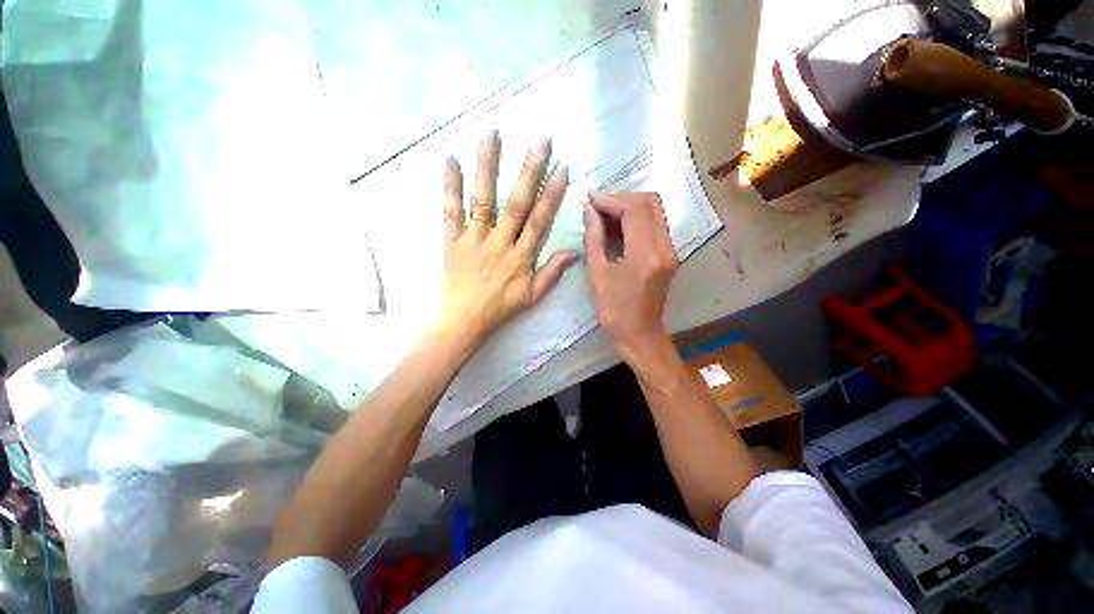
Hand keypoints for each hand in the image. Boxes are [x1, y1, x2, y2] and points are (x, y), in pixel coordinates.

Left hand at [435, 130, 576, 347]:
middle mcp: (499, 243)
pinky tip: (451, 159)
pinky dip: (450, 185)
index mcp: (521, 257)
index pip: (540, 221)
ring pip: (483, 199)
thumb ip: (553, 273)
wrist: (464, 320)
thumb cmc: (501, 307)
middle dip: (530, 172)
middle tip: (540, 141)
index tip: (562, 168)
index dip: (552, 195)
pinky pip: (450, 210)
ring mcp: (473, 239)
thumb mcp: (533, 296)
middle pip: (517, 204)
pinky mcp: (451, 240)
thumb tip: (574, 252)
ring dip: (489, 167)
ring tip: (493, 134)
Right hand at [584, 192, 678, 357]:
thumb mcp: (597, 274)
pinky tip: (617, 227)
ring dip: (629, 207)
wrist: (640, 333)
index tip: (590, 199)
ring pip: (654, 211)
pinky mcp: (669, 254)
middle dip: (622, 198)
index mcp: (646, 254)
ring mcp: (671, 250)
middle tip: (598, 206)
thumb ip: (594, 238)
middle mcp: (665, 247)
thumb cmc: (614, 309)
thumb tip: (590, 211)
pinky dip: (636, 219)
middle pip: (651, 202)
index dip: (611, 199)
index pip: (634, 209)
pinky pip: (654, 224)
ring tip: (604, 215)